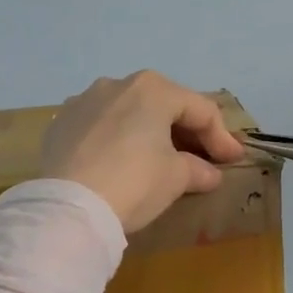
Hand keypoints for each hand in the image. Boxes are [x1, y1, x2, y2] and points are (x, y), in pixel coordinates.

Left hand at [39, 71, 246, 233]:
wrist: (69, 208)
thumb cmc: (134, 182)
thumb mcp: (176, 178)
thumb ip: (197, 169)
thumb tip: (209, 173)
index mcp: (152, 89)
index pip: (200, 110)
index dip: (221, 137)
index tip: (233, 161)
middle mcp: (117, 84)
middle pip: (163, 106)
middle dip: (186, 132)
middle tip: (203, 158)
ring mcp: (83, 101)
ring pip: (128, 113)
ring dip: (149, 133)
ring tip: (161, 160)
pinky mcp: (60, 124)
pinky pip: (100, 127)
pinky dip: (118, 140)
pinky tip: (122, 162)